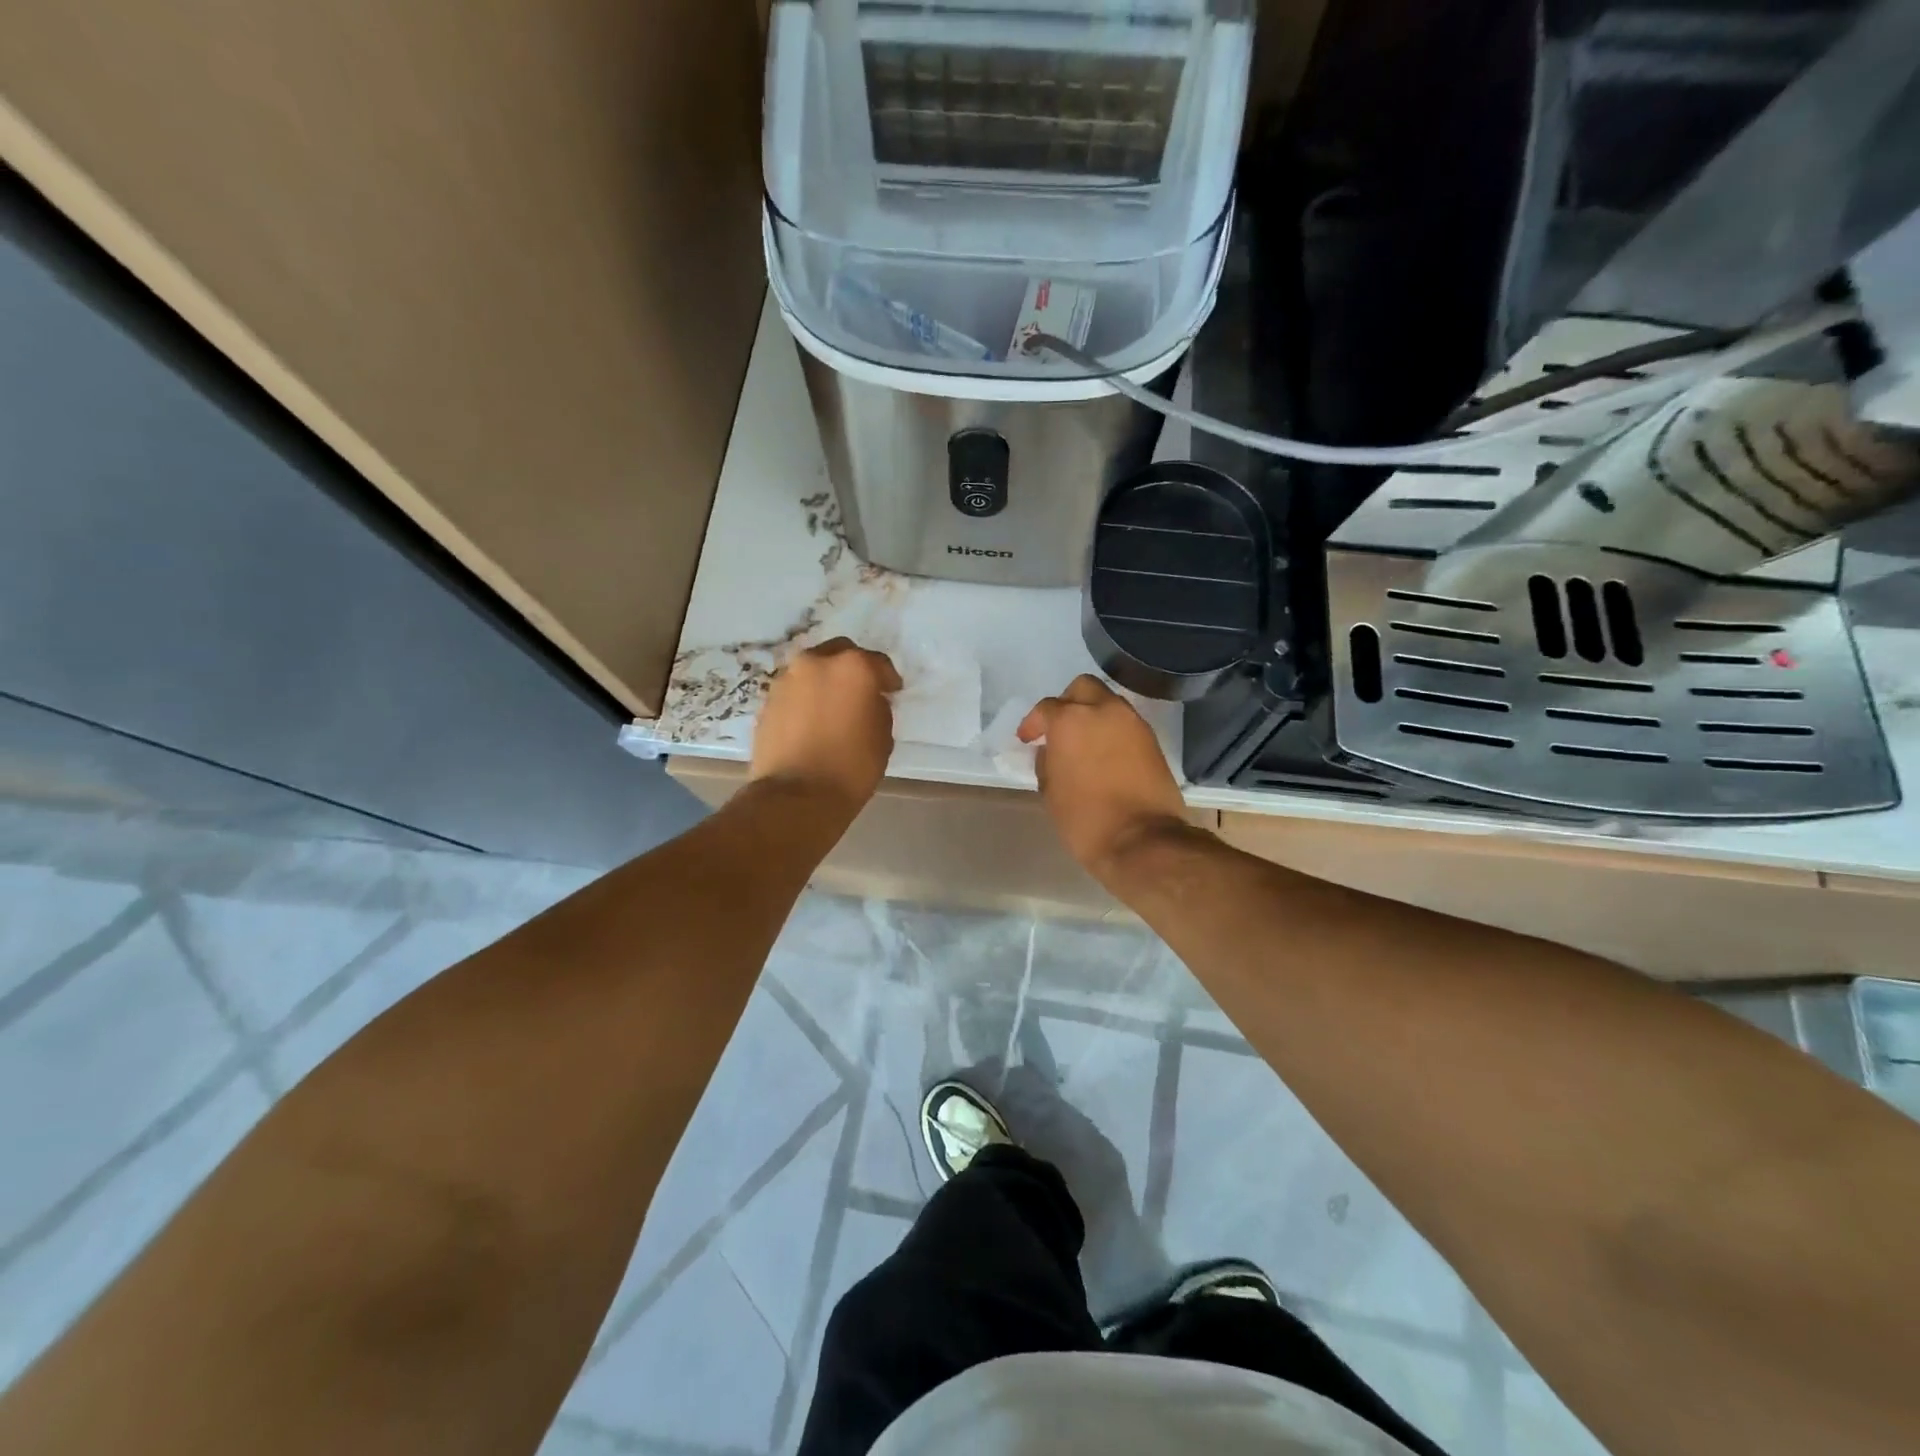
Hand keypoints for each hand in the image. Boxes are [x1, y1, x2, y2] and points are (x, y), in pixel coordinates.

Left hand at [751, 638, 901, 812]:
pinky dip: (805, 699)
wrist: (796, 796)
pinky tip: (812, 721)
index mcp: (853, 667)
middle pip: (840, 653)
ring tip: (833, 707)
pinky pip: (795, 691)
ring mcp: (787, 679)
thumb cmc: (851, 767)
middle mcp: (817, 662)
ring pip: (813, 670)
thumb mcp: (883, 737)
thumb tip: (869, 701)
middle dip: (852, 669)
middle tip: (861, 692)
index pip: (878, 662)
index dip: (888, 678)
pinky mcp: (767, 700)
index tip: (892, 692)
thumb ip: (878, 708)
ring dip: (825, 682)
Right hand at [1019, 676, 1189, 880]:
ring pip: (1108, 703)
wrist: (1143, 840)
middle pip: (1083, 688)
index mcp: (1071, 720)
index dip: (1033, 723)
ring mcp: (1132, 723)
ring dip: (1093, 715)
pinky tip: (1104, 755)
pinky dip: (1112, 731)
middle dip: (1067, 702)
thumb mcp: (1051, 792)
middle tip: (1058, 728)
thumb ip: (1046, 762)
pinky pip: (1126, 724)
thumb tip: (1050, 750)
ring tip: (1083, 742)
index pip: (1046, 708)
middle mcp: (1104, 711)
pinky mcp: (1152, 740)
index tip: (1028, 739)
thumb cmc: (1086, 819)